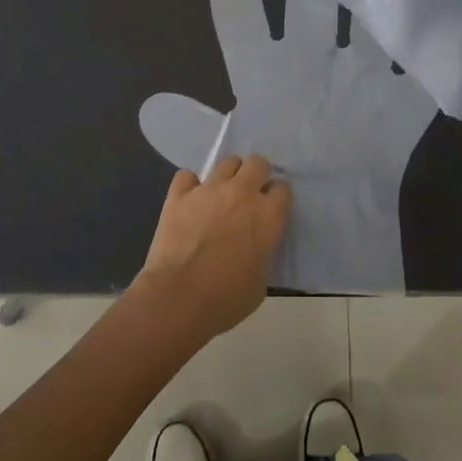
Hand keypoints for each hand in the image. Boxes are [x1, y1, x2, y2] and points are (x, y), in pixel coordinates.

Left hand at [135, 154, 290, 340]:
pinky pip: (187, 176)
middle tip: (249, 194)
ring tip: (221, 193)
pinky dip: (190, 185)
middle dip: (257, 174)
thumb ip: (263, 252)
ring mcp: (209, 190)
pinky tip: (190, 200)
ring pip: (227, 161)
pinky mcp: (179, 194)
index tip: (270, 210)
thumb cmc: (226, 299)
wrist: (178, 298)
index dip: (276, 198)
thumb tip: (254, 246)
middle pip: (258, 163)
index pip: (283, 188)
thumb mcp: (261, 281)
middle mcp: (242, 193)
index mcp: (268, 215)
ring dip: (228, 175)